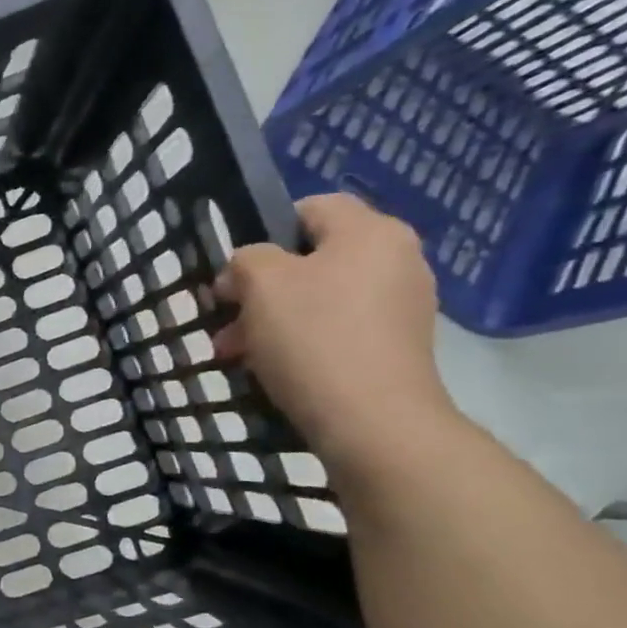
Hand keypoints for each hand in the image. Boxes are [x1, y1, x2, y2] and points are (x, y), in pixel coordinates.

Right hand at [211, 193, 457, 477]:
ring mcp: (401, 305)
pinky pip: (336, 329)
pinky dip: (300, 342)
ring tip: (235, 353)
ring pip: (318, 298)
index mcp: (371, 232)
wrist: (371, 419)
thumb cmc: (312, 337)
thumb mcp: (261, 284)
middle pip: (311, 259)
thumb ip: (246, 260)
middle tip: (225, 319)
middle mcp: (396, 259)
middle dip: (260, 288)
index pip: (311, 208)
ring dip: (271, 319)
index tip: (234, 272)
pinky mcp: (395, 345)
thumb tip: (246, 270)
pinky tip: (270, 369)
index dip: (264, 231)